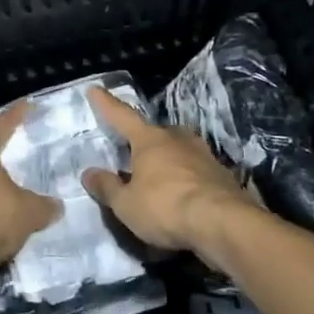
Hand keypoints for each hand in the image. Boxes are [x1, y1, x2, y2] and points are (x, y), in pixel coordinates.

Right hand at [80, 87, 252, 262]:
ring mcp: (203, 155)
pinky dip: (185, 179)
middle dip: (143, 140)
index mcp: (149, 140)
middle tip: (132, 151)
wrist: (223, 224)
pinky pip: (195, 171)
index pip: (122, 116)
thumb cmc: (165, 207)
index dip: (107, 104)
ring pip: (178, 150)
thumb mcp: (126, 204)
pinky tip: (182, 195)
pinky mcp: (221, 175)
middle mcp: (177, 139)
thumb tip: (89, 173)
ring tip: (157, 175)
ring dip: (167, 159)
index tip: (96, 89)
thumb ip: (107, 187)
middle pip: (155, 133)